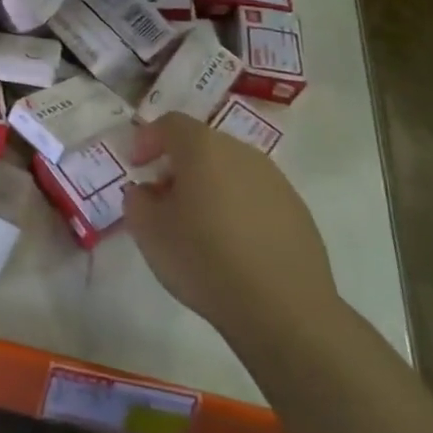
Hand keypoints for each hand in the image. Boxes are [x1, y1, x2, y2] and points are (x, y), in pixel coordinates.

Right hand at [124, 113, 336, 355]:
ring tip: (197, 224)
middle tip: (162, 197)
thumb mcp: (148, 231)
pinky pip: (255, 195)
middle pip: (203, 144)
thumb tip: (147, 190)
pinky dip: (237, 207)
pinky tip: (231, 244)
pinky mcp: (297, 211)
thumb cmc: (204, 259)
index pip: (170, 123)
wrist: (283, 309)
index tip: (135, 166)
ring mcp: (275, 181)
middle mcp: (242, 153)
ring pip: (231, 170)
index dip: (147, 139)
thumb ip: (137, 199)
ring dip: (209, 185)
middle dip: (178, 164)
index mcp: (203, 148)